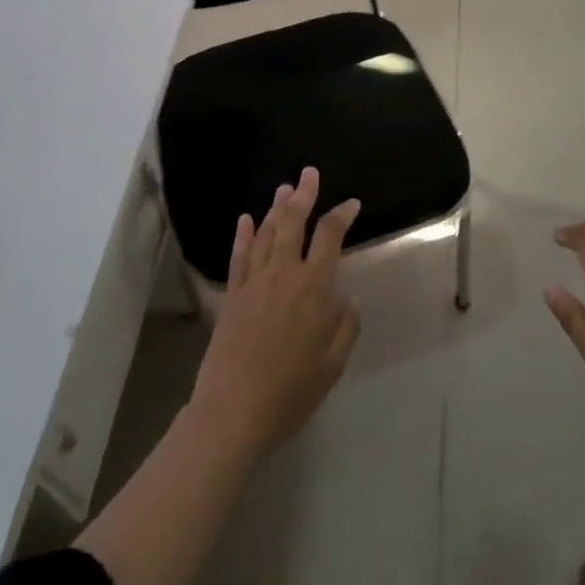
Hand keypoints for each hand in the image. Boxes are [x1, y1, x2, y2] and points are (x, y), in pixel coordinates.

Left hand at [188, 168, 361, 458]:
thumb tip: (350, 298)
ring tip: (285, 188)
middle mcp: (283, 274)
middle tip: (309, 173)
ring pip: (265, 233)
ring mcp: (254, 282)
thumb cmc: (290, 392)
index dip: (341, 215)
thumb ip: (345, 328)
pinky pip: (238, 256)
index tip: (352, 204)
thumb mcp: (331, 366)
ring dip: (276, 208)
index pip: (329, 237)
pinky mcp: (232, 295)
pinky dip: (243, 235)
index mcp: (313, 288)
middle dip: (304, 195)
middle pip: (293, 222)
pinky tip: (245, 219)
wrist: (233, 411)